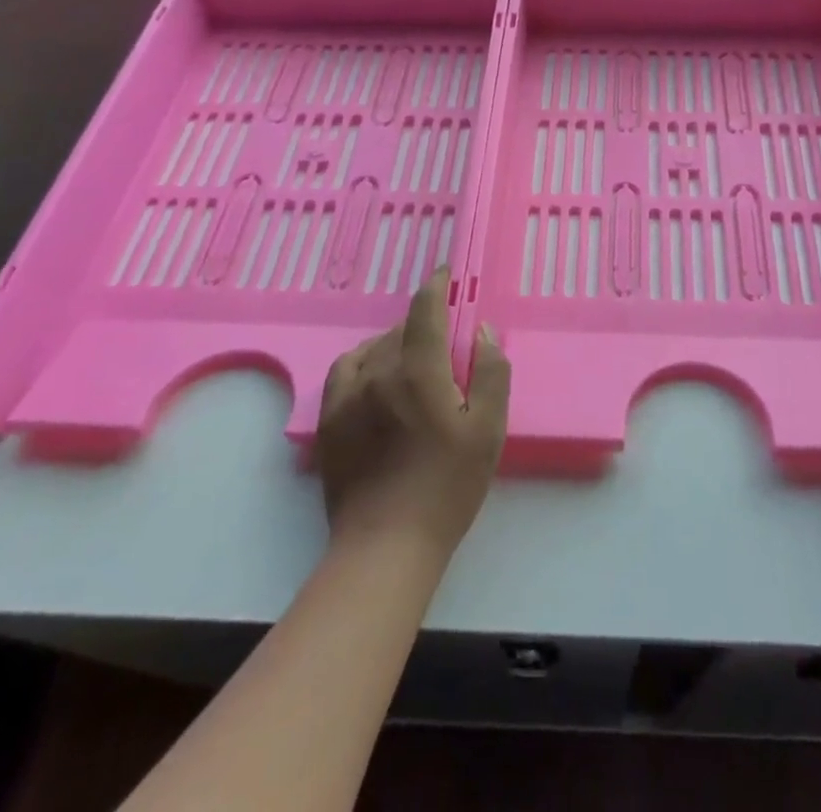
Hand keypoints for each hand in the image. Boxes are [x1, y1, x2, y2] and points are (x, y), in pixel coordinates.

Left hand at [317, 269, 509, 557]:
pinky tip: (375, 377)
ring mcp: (347, 396)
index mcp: (418, 370)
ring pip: (372, 348)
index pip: (424, 309)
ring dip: (395, 344)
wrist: (385, 546)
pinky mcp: (329, 421)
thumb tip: (482, 331)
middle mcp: (377, 372)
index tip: (447, 274)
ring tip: (413, 362)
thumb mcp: (489, 430)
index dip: (437, 285)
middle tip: (444, 343)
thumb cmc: (447, 488)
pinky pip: (345, 370)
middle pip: (400, 329)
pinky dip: (364, 361)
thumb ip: (491, 372)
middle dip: (423, 324)